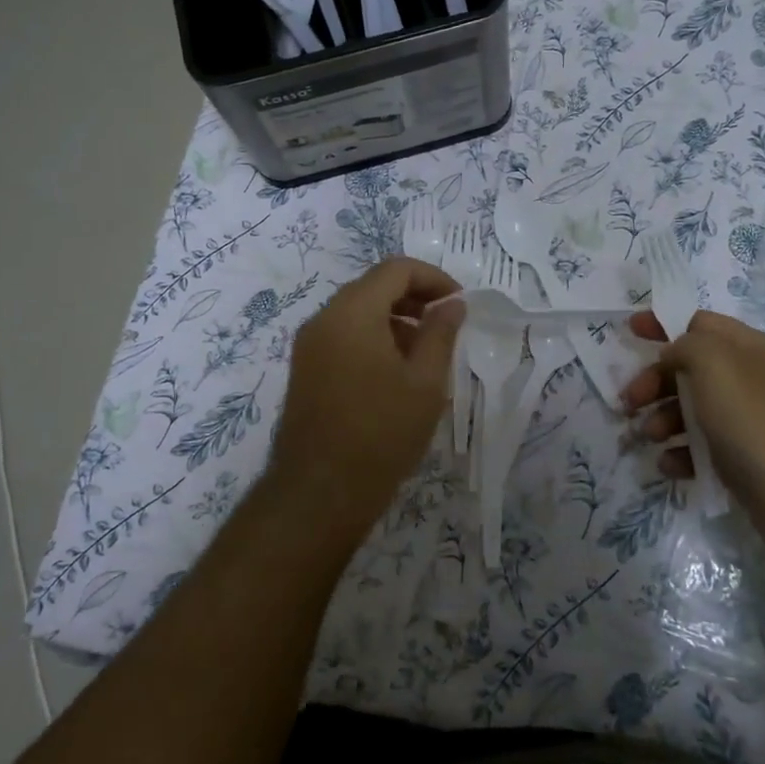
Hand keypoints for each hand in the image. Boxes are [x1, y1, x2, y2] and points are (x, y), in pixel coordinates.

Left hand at [266, 257, 463, 547]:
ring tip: (425, 350)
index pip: (396, 269)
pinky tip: (395, 370)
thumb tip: (453, 304)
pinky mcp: (304, 368)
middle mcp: (324, 318)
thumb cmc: (382, 434)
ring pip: (357, 310)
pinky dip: (373, 335)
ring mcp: (309, 344)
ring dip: (394, 317)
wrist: (319, 493)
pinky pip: (343, 333)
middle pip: (373, 285)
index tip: (459, 303)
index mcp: (353, 313)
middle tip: (446, 323)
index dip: (434, 278)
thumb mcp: (426, 383)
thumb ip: (441, 333)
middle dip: (414, 296)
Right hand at [622, 310, 764, 561]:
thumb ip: (685, 345)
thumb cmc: (757, 419)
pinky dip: (680, 453)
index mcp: (745, 348)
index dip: (663, 324)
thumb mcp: (714, 363)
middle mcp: (747, 379)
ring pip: (691, 409)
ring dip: (662, 418)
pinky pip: (701, 448)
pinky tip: (670, 465)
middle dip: (654, 381)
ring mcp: (747, 421)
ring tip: (650, 436)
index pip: (698, 324)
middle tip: (629, 401)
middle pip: (688, 368)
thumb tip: (673, 356)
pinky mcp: (743, 459)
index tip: (630, 332)